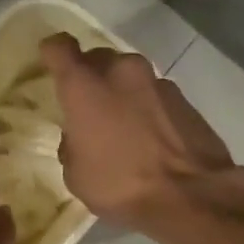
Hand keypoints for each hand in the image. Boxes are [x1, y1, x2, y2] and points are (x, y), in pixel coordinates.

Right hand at [40, 33, 243, 241]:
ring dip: (122, 92)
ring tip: (124, 126)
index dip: (53, 53)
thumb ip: (72, 145)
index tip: (51, 63)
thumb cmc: (121, 185)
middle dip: (91, 76)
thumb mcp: (77, 175)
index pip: (59, 47)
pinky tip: (150, 137)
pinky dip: (147, 107)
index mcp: (85, 86)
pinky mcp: (184, 97)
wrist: (191, 196)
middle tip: (89, 106)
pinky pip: (154, 94)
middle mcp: (120, 72)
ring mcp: (157, 81)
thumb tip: (79, 137)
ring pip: (129, 76)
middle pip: (98, 59)